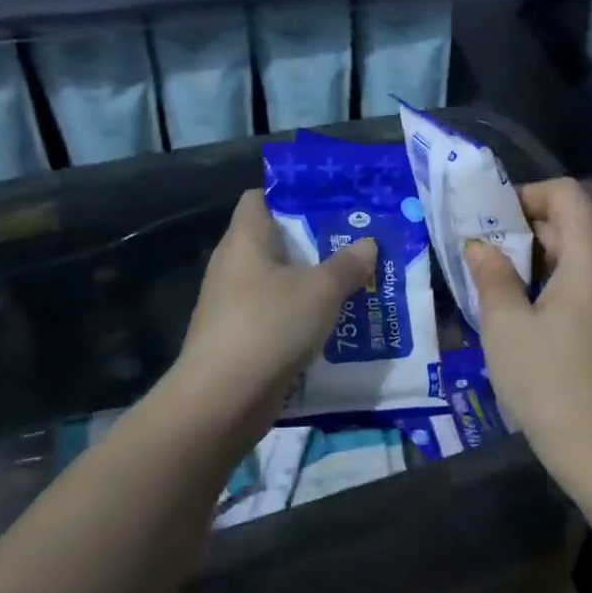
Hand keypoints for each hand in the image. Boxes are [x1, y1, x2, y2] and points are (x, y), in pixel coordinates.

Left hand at [172, 190, 376, 439]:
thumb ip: (347, 265)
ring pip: (278, 281)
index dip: (290, 194)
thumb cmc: (270, 325)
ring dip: (311, 283)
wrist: (223, 398)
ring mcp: (232, 304)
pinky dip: (301, 315)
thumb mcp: (321, 290)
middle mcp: (233, 266)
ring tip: (353, 282)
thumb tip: (368, 243)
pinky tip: (332, 323)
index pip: (258, 198)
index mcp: (245, 240)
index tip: (328, 202)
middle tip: (355, 243)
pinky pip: (275, 314)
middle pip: (274, 241)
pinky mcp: (239, 338)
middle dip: (314, 242)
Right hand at [464, 178, 591, 492]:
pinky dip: (570, 283)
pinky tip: (543, 316)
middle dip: (532, 232)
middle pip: (578, 224)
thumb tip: (480, 245)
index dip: (528, 195)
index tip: (497, 223)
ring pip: (589, 255)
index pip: (567, 193)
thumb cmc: (548, 382)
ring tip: (512, 289)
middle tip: (492, 259)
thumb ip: (491, 275)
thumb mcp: (505, 327)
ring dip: (549, 260)